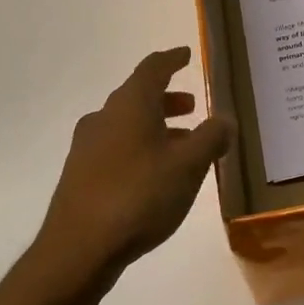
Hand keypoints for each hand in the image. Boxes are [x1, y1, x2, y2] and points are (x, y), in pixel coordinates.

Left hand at [28, 46, 232, 299]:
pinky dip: (141, 148)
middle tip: (192, 106)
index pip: (152, 69)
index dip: (171, 59)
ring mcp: (87, 148)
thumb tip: (225, 119)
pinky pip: (117, 148)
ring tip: (183, 144)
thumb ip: (211, 138)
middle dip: (167, 99)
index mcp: (130, 105)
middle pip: (138, 97)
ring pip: (127, 125)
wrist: (78, 250)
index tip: (186, 54)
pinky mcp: (80, 176)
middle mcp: (104, 118)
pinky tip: (157, 173)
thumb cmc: (139, 196)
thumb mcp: (189, 166)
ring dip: (156, 127)